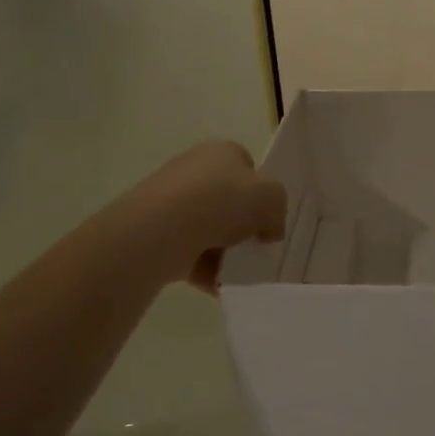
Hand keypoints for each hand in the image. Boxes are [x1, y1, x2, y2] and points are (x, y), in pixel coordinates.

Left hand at [128, 141, 287, 291]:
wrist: (163, 229)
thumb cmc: (223, 203)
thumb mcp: (273, 198)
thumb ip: (278, 210)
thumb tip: (268, 230)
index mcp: (223, 152)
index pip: (248, 167)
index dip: (261, 193)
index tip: (268, 218)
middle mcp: (195, 169)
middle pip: (228, 200)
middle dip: (242, 225)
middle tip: (254, 246)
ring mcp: (172, 200)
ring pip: (209, 228)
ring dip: (224, 251)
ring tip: (236, 270)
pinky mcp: (156, 230)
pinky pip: (190, 252)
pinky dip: (205, 268)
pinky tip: (218, 283)